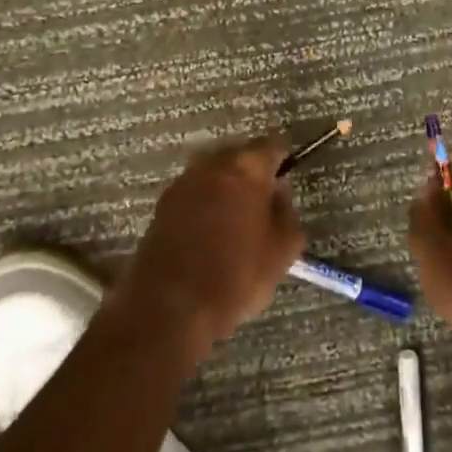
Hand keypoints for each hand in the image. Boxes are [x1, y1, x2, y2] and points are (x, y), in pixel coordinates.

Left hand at [116, 138, 306, 361]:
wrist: (170, 306)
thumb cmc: (236, 276)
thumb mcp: (282, 252)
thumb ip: (288, 215)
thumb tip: (279, 195)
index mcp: (246, 168)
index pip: (271, 146)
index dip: (282, 159)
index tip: (288, 174)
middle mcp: (212, 164)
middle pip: (239, 155)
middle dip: (252, 172)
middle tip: (265, 200)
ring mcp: (183, 182)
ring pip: (213, 173)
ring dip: (226, 187)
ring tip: (237, 217)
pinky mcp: (163, 204)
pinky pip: (194, 192)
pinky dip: (205, 202)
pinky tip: (211, 230)